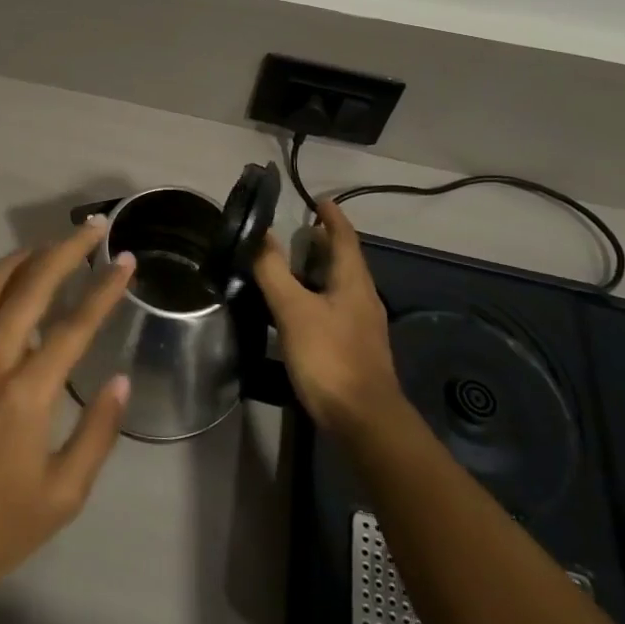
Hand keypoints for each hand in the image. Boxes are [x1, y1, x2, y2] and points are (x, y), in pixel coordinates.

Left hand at [0, 217, 135, 616]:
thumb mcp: (62, 496)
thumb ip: (97, 434)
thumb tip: (120, 380)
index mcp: (26, 393)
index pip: (75, 324)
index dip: (105, 287)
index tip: (126, 258)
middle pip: (30, 285)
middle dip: (65, 249)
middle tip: (91, 228)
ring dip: (20, 258)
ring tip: (46, 247)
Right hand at [252, 196, 404, 441]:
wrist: (365, 423)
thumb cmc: (329, 357)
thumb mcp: (293, 310)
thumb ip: (274, 271)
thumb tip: (259, 233)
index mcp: (353, 282)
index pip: (345, 238)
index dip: (332, 217)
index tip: (319, 199)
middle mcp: (363, 298)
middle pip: (344, 261)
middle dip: (323, 243)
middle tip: (297, 231)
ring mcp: (361, 326)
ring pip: (339, 286)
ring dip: (319, 270)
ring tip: (291, 265)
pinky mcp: (355, 349)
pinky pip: (335, 308)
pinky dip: (317, 296)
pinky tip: (297, 309)